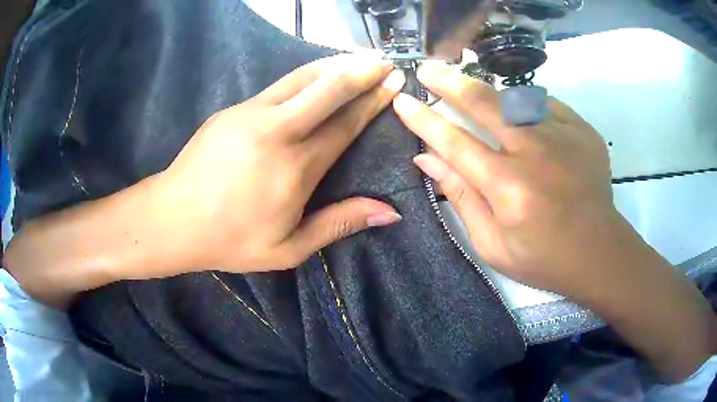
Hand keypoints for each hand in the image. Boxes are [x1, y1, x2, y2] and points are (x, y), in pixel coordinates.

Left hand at [149, 54, 405, 276]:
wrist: (172, 219)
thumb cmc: (230, 240)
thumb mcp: (289, 248)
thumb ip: (339, 223)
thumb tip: (390, 212)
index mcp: (295, 167)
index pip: (344, 125)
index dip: (372, 102)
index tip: (394, 84)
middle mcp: (276, 130)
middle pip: (327, 89)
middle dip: (361, 72)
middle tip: (385, 62)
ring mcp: (250, 113)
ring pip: (301, 78)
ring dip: (334, 65)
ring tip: (358, 58)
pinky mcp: (233, 109)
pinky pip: (278, 86)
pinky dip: (305, 76)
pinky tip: (316, 75)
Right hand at [392, 64, 635, 298]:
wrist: (598, 251)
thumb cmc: (543, 258)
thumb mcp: (492, 244)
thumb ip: (461, 197)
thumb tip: (427, 159)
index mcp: (508, 187)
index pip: (454, 142)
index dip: (424, 119)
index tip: (403, 100)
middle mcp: (535, 153)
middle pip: (483, 102)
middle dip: (449, 82)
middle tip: (428, 69)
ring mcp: (563, 135)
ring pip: (514, 97)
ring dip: (488, 94)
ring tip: (474, 96)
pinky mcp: (582, 130)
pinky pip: (544, 104)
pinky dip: (525, 106)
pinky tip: (520, 117)